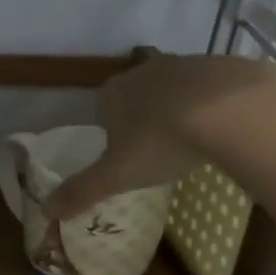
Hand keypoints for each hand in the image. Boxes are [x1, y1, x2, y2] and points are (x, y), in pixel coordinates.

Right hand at [46, 54, 275, 218]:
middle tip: (159, 149)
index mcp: (113, 93)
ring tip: (194, 140)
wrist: (229, 111)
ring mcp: (186, 64)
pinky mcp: (225, 66)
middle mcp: (145, 71)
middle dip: (146, 116)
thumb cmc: (161, 142)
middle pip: (139, 94)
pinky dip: (217, 106)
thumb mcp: (117, 175)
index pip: (103, 108)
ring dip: (181, 109)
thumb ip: (82, 191)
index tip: (125, 153)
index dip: (111, 130)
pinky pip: (215, 88)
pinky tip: (227, 129)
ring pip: (177, 89)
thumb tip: (46, 210)